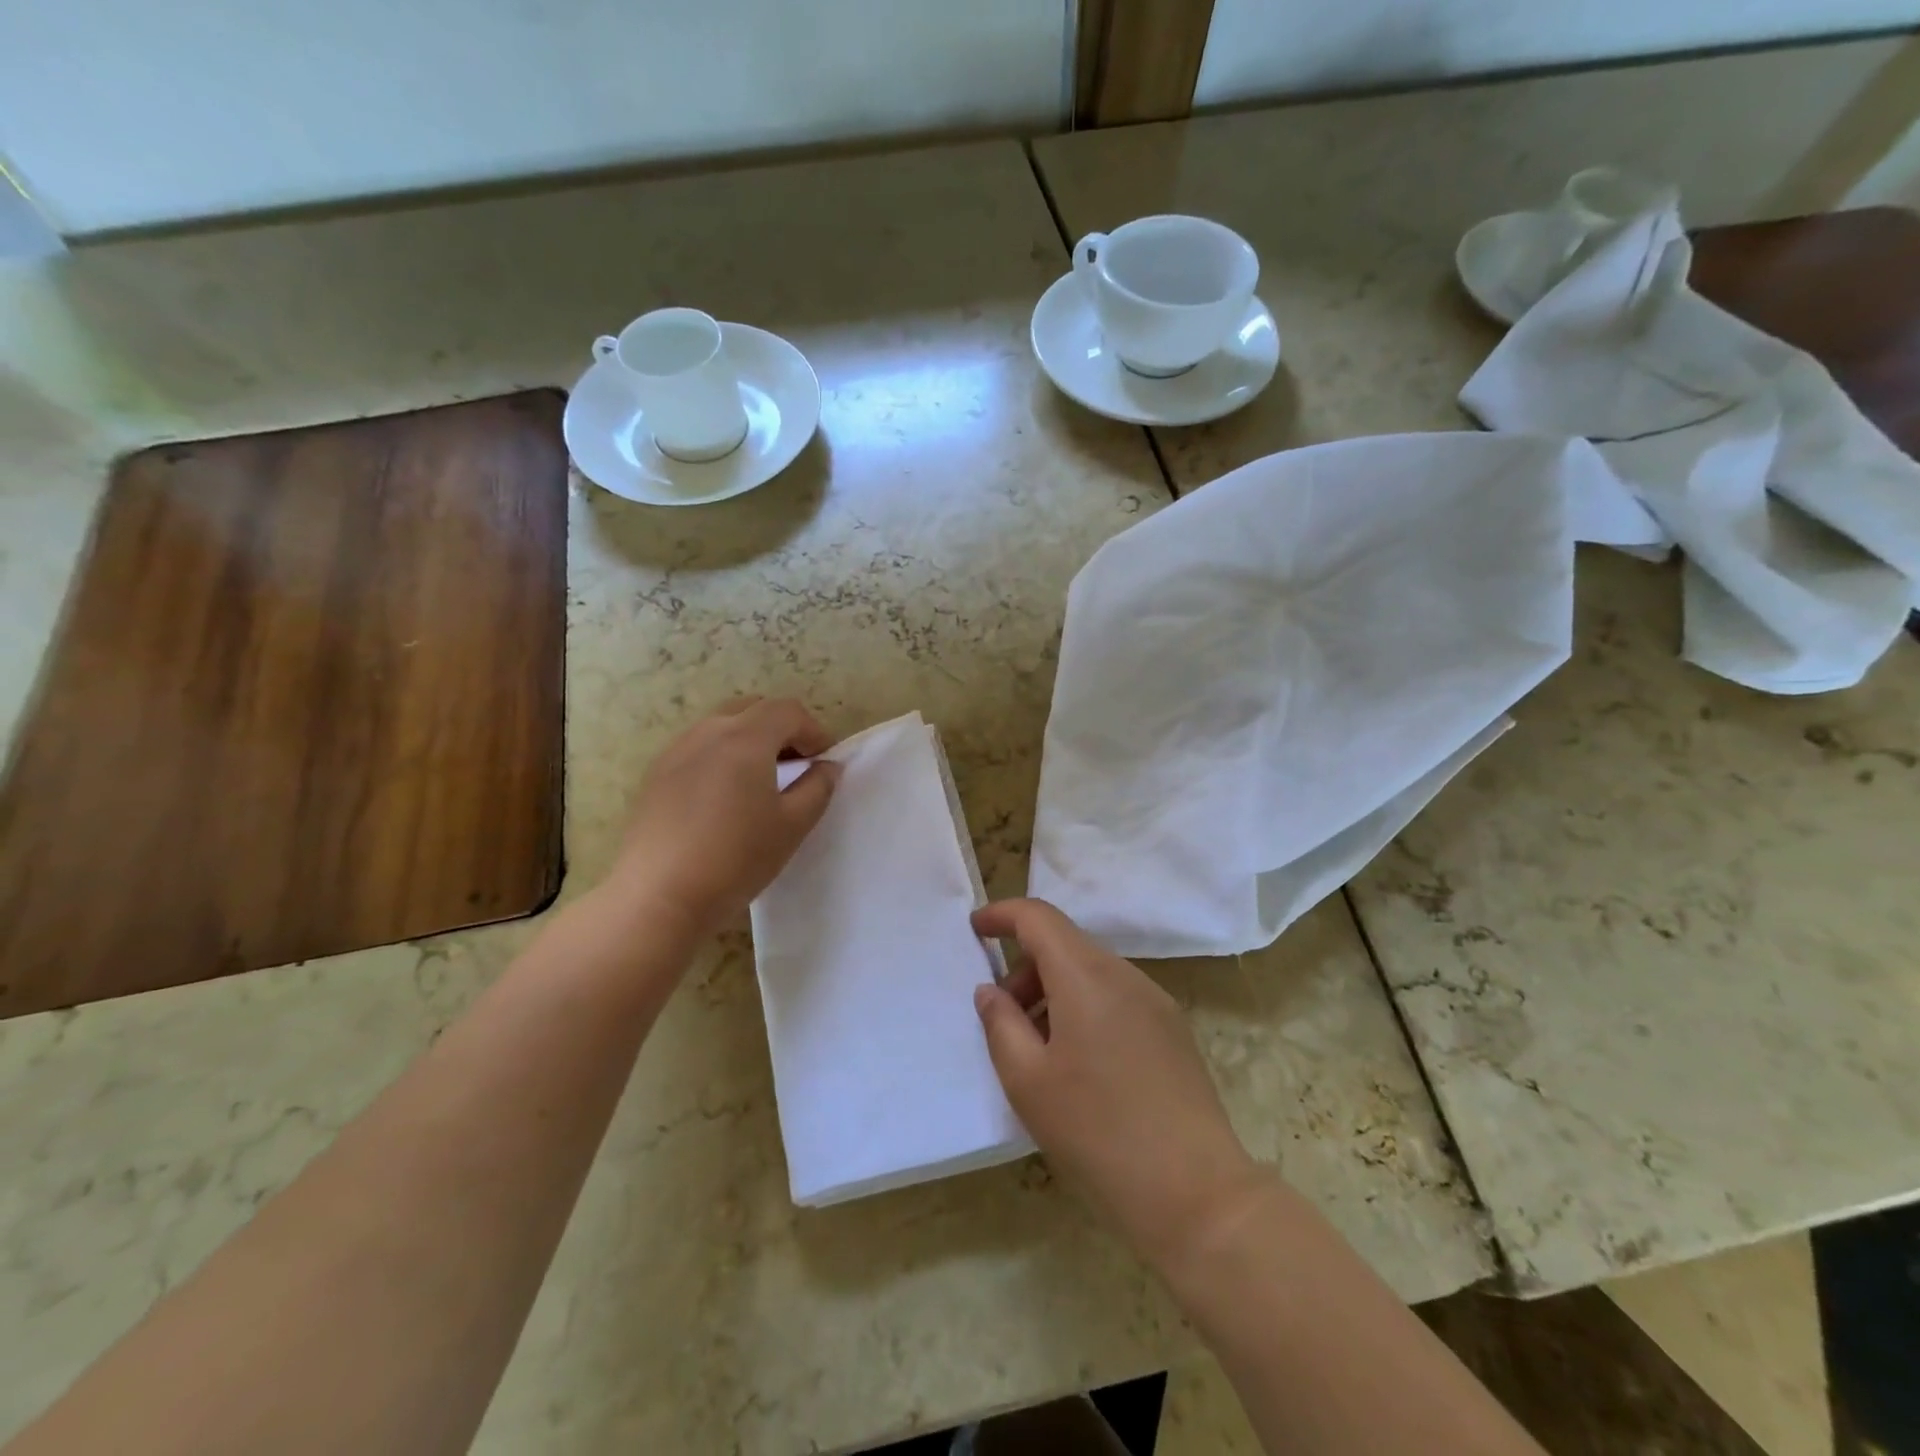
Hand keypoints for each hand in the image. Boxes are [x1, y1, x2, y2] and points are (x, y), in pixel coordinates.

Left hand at [610, 697, 838, 936]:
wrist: (659, 897)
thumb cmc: (736, 859)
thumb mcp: (792, 826)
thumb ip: (817, 788)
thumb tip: (827, 766)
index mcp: (745, 738)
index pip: (787, 710)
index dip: (813, 730)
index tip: (823, 761)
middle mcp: (708, 732)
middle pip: (753, 709)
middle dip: (781, 729)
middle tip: (796, 765)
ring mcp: (676, 751)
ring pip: (721, 726)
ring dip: (749, 740)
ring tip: (760, 781)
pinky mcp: (655, 774)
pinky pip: (697, 747)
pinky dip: (721, 755)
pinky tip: (723, 797)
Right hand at [972, 899, 1266, 1272]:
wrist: (1196, 1194)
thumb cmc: (1097, 1132)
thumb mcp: (1028, 1082)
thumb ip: (1000, 1024)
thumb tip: (990, 990)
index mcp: (1086, 976)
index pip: (1038, 917)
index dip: (1002, 914)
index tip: (975, 928)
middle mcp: (1125, 974)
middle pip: (1065, 945)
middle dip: (1025, 969)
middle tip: (1003, 1019)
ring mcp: (1155, 1002)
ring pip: (1091, 973)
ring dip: (1054, 992)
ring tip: (1039, 1051)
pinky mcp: (1173, 1030)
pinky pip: (1116, 998)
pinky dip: (1084, 1009)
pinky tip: (1080, 1066)